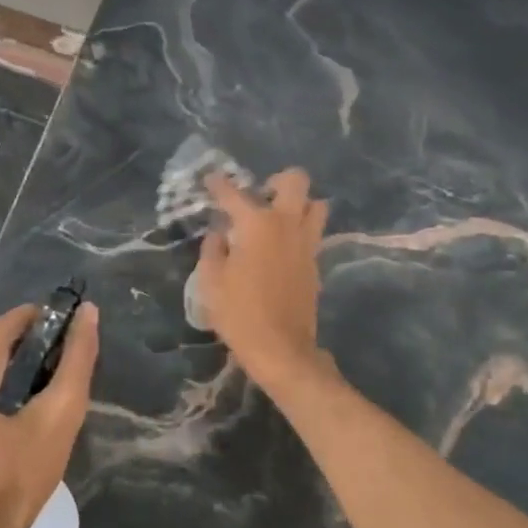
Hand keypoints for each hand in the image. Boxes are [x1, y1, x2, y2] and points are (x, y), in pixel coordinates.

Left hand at [0, 301, 100, 527]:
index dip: (59, 329)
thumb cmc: (14, 477)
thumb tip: (88, 311)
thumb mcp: (58, 415)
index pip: (26, 317)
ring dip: (33, 373)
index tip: (81, 358)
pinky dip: (15, 386)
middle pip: (13, 337)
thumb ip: (77, 360)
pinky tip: (34, 416)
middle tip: (68, 392)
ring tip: (55, 406)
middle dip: (46, 355)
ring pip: (3, 358)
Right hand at [196, 168, 329, 385]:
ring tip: (277, 219)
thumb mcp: (210, 281)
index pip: (234, 193)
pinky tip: (281, 247)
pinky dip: (300, 231)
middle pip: (296, 181)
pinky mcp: (315, 263)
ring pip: (316, 205)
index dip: (218, 183)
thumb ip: (213, 249)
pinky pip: (314, 233)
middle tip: (260, 195)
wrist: (280, 348)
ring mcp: (307, 243)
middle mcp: (286, 224)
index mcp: (256, 224)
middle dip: (278, 180)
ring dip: (299, 204)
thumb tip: (219, 233)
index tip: (211, 178)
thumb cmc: (239, 313)